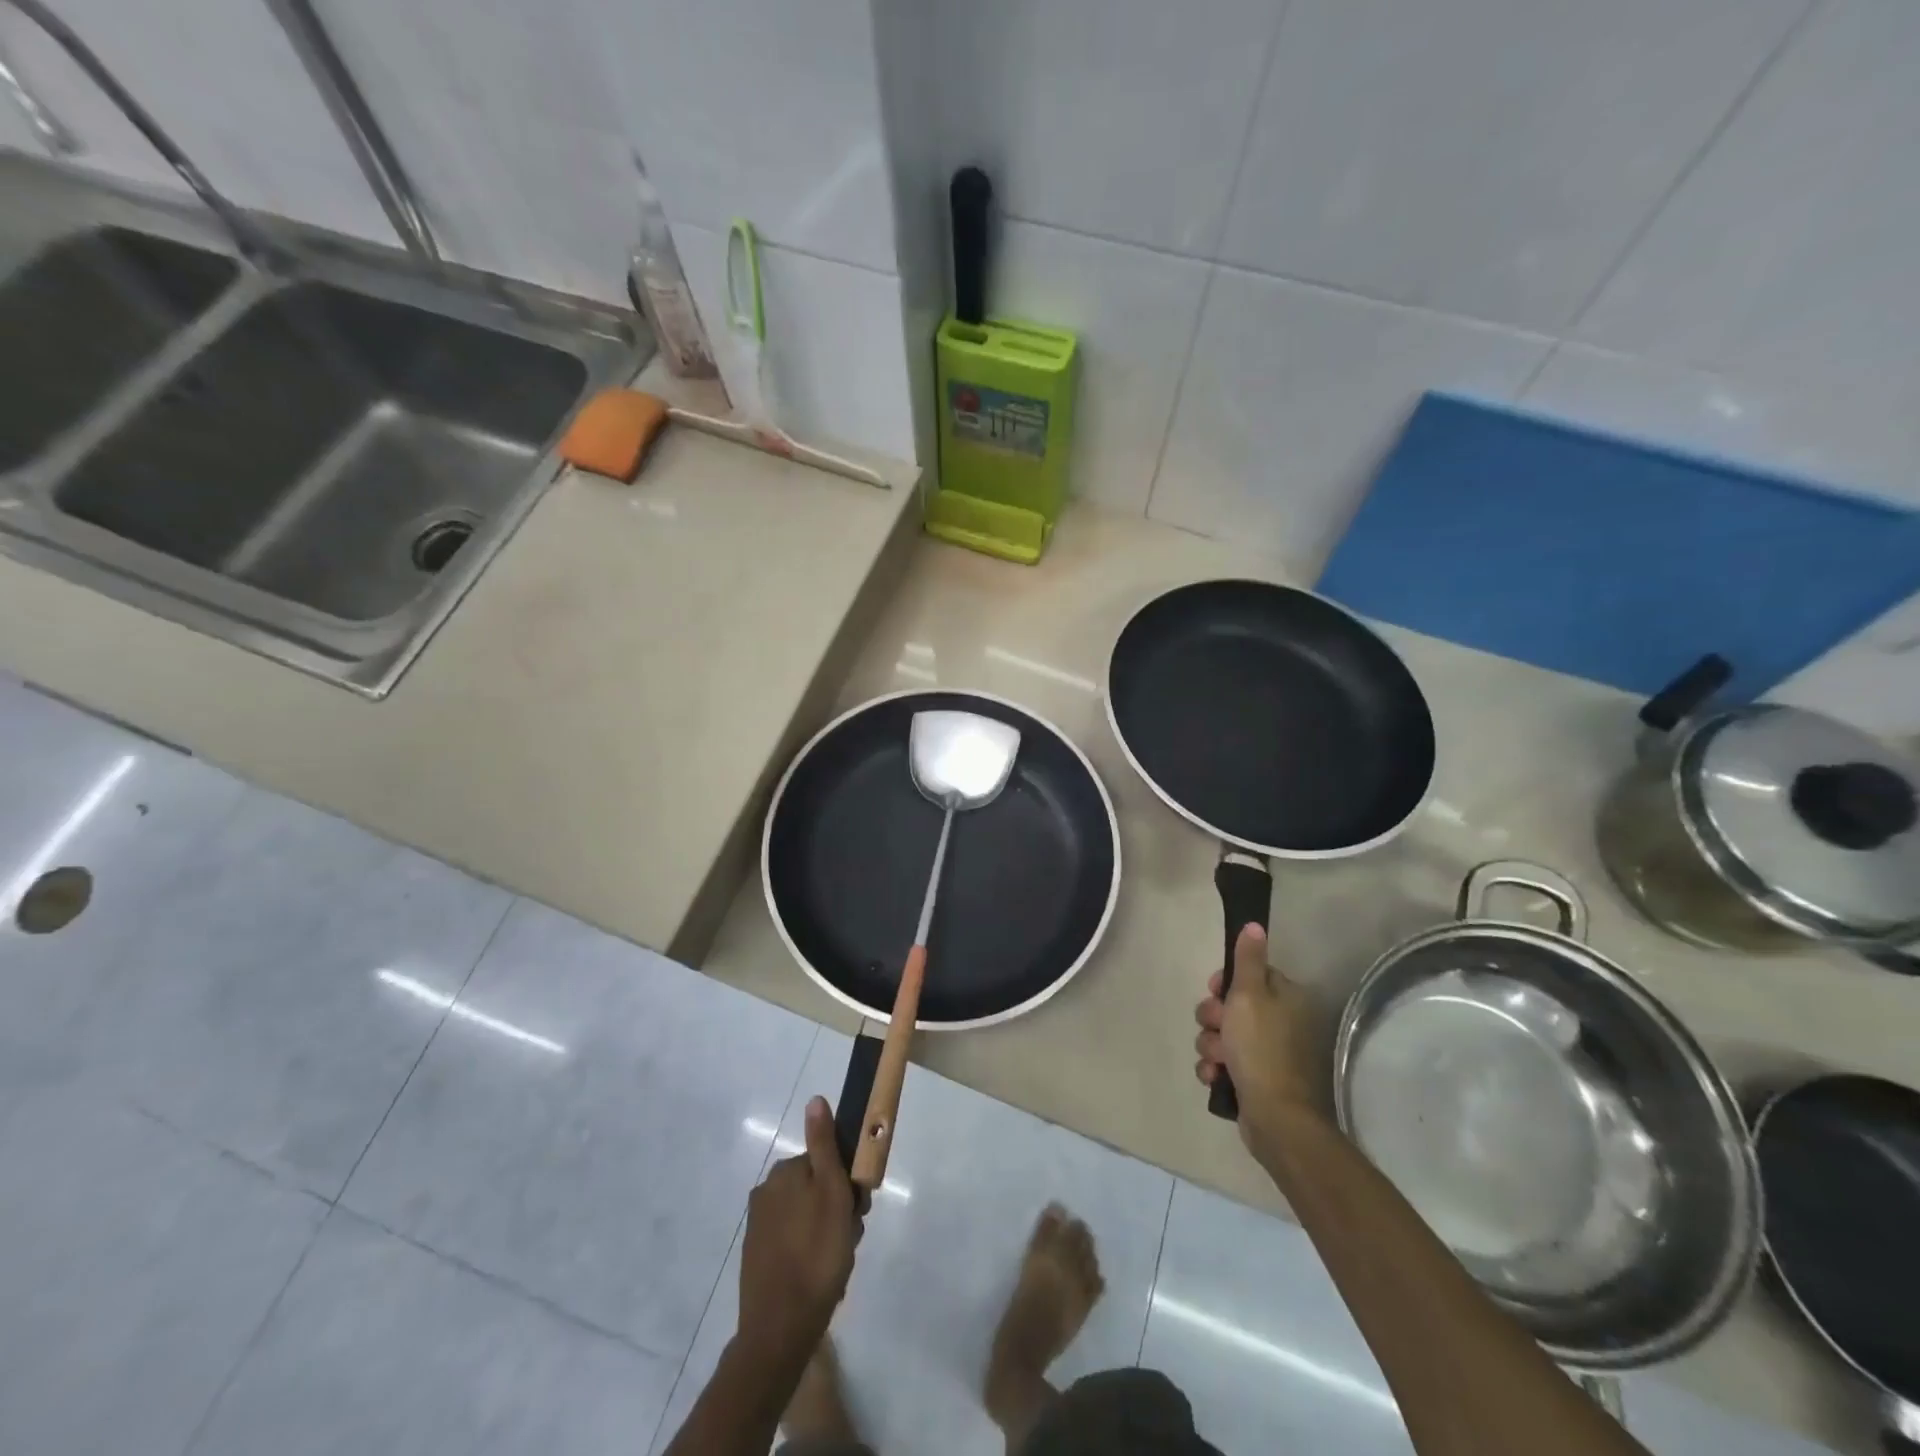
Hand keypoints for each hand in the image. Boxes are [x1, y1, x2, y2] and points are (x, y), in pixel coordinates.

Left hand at [737, 1096, 859, 1364]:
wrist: (780, 1329)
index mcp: (783, 1173)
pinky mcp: (757, 1259)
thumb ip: (823, 1145)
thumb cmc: (816, 1254)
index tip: (859, 1210)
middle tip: (850, 1239)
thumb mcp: (831, 1191)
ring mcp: (758, 1228)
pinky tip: (821, 1278)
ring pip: (807, 1218)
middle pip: (816, 1189)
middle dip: (837, 1210)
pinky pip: (793, 1243)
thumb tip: (815, 1099)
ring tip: (838, 1263)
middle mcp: (765, 1193)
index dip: (847, 1184)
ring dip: (827, 1234)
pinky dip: (809, 1254)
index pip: (825, 1163)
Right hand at [1194, 924, 1323, 1145]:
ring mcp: (1267, 1053)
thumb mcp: (1249, 995)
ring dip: (1211, 1045)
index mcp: (1284, 998)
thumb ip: (1248, 959)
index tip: (1216, 992)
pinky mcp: (1254, 1079)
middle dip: (1213, 1018)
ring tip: (1218, 1060)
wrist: (1275, 1117)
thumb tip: (1254, 924)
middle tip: (1217, 1028)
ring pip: (1221, 1034)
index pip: (1248, 975)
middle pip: (1230, 1005)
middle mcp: (1279, 1022)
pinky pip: (1223, 1062)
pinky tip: (1216, 1077)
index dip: (1225, 983)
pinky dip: (1215, 1068)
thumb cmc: (1261, 1048)